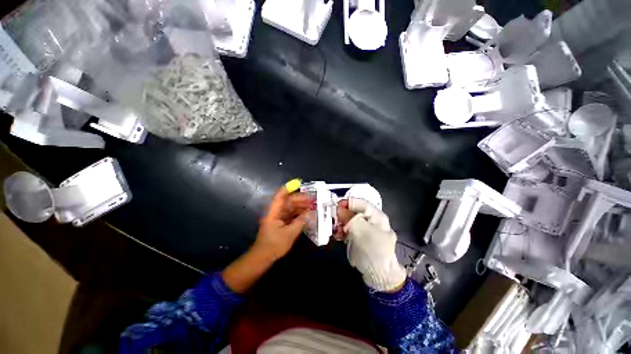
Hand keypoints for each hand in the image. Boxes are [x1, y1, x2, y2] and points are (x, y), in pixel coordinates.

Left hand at [223, 186, 309, 293]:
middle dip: (300, 199)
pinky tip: (306, 214)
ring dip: (300, 206)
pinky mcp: (280, 223)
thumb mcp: (290, 233)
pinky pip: (291, 215)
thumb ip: (300, 222)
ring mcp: (278, 217)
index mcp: (274, 212)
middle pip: (288, 201)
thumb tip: (310, 213)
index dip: (289, 188)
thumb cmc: (274, 245)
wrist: (263, 257)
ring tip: (311, 206)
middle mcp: (276, 212)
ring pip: (290, 208)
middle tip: (312, 199)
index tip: (299, 184)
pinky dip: (298, 214)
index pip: (280, 196)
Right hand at [336, 198, 406, 291]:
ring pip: (349, 220)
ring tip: (334, 228)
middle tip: (332, 217)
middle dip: (341, 213)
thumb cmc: (373, 250)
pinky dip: (341, 231)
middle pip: (353, 211)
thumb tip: (338, 209)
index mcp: (376, 215)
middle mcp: (370, 220)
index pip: (360, 202)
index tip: (335, 205)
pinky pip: (348, 230)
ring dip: (340, 223)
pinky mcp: (358, 238)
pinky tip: (336, 235)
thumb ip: (349, 217)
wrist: (378, 275)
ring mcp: (364, 230)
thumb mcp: (361, 231)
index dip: (347, 202)